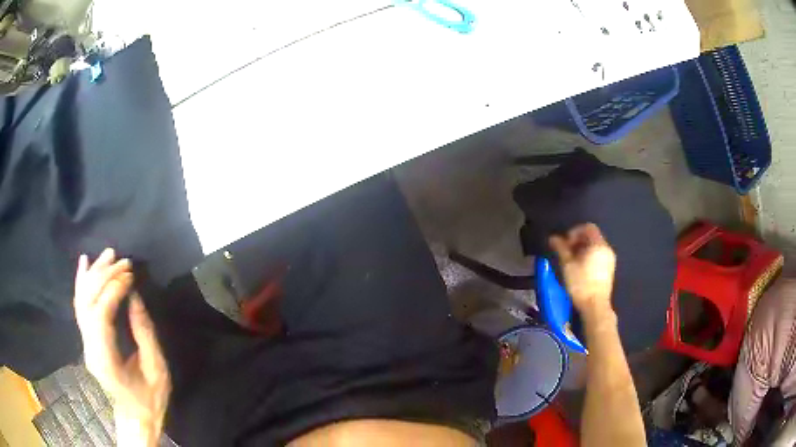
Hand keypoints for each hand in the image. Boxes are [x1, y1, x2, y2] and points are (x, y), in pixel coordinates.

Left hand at [73, 248, 170, 446]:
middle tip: (123, 260)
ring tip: (108, 254)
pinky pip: (81, 307)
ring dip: (94, 274)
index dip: (113, 290)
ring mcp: (86, 344)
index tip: (130, 275)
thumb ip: (144, 333)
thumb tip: (134, 296)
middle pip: (88, 303)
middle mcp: (90, 348)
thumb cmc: (150, 398)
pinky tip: (85, 263)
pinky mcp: (87, 340)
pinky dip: (82, 283)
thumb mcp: (156, 369)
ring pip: (82, 301)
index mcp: (106, 360)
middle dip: (104, 276)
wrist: (135, 416)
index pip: (100, 314)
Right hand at [549, 223, 615, 317]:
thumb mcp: (567, 265)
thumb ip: (561, 248)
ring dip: (583, 249)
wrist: (595, 306)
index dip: (575, 232)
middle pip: (592, 236)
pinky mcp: (609, 270)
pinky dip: (589, 257)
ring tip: (572, 261)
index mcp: (598, 245)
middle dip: (578, 241)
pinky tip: (580, 269)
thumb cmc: (581, 284)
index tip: (565, 243)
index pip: (588, 227)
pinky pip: (599, 256)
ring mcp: (610, 259)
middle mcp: (607, 249)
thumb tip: (553, 238)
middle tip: (566, 252)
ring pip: (595, 247)